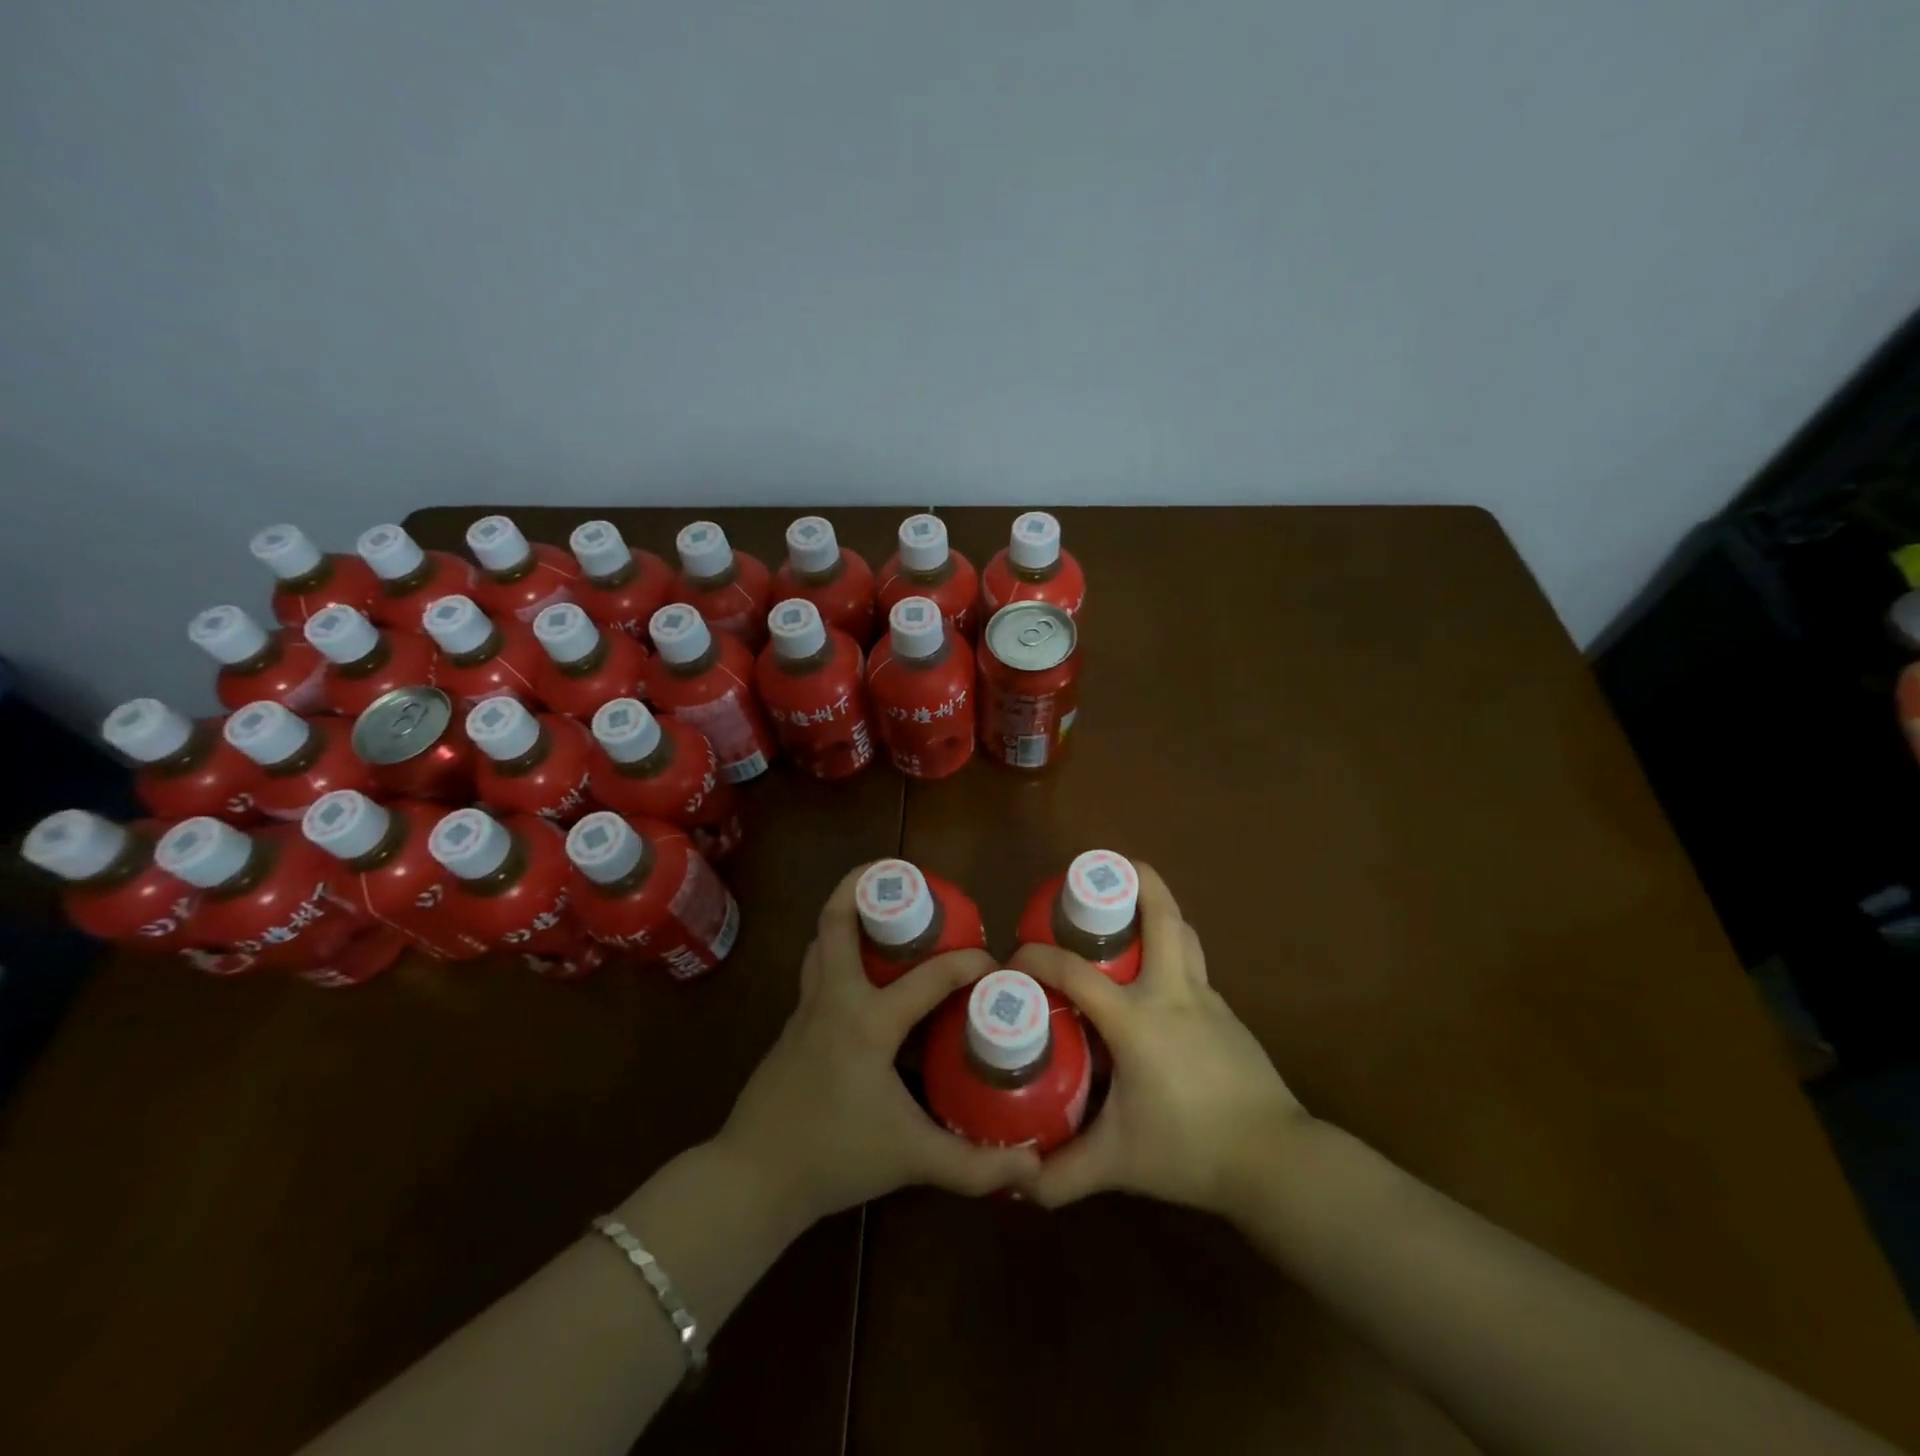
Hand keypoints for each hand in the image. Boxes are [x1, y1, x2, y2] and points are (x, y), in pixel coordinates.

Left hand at [714, 863, 1040, 1226]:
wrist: (754, 1179)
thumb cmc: (834, 1158)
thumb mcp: (912, 1159)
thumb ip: (974, 1165)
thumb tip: (1034, 1169)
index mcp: (866, 1020)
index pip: (928, 977)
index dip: (967, 964)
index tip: (995, 963)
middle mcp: (833, 999)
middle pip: (837, 920)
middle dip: (864, 886)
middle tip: (905, 882)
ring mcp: (806, 1009)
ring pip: (822, 941)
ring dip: (847, 915)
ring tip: (884, 914)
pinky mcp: (793, 1026)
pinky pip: (818, 970)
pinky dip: (839, 952)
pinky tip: (863, 976)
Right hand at [1012, 864, 1311, 1219]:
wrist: (1276, 1160)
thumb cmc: (1189, 1149)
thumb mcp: (1117, 1163)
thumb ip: (1064, 1173)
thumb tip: (1017, 1183)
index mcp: (1137, 1018)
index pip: (1075, 972)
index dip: (1038, 958)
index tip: (1014, 959)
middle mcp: (1172, 993)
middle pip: (1161, 918)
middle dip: (1138, 880)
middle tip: (1108, 868)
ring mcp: (1207, 999)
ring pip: (1183, 935)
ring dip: (1159, 910)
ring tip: (1131, 909)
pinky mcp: (1228, 1015)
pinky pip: (1194, 967)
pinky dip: (1172, 952)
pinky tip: (1157, 981)